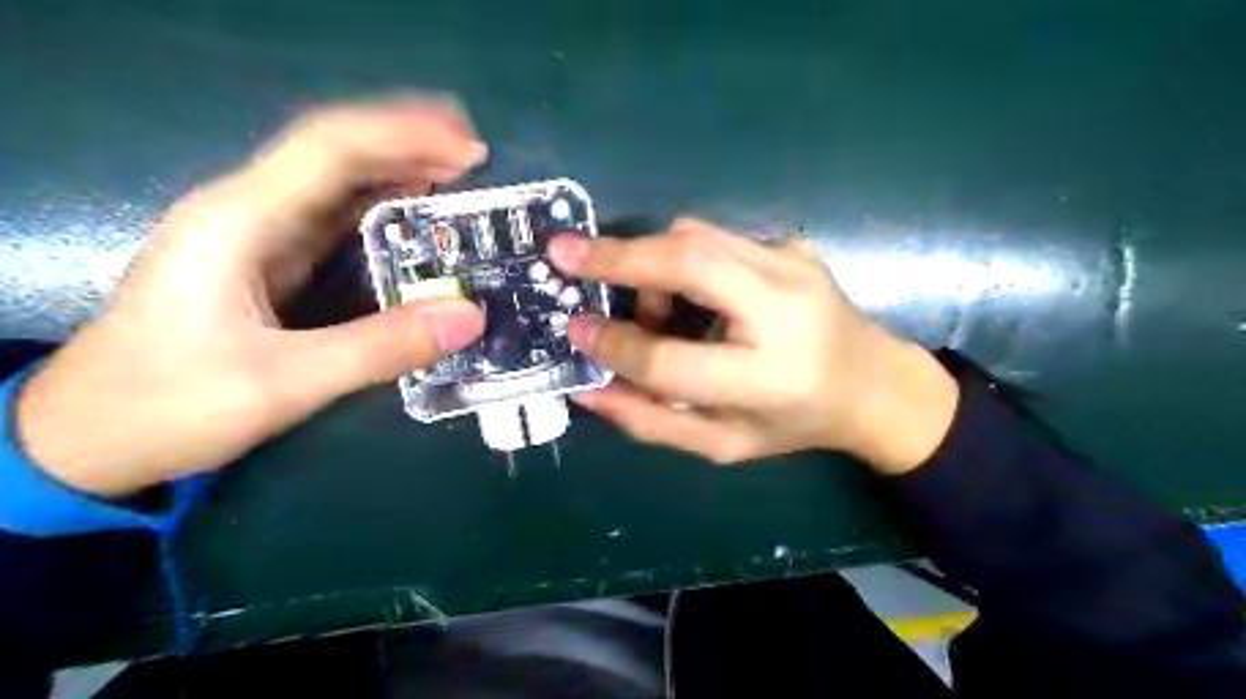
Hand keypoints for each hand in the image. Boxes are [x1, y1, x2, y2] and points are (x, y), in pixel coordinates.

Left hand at [19, 96, 486, 497]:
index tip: (469, 151)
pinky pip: (334, 216)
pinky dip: (381, 205)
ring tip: (458, 174)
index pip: (330, 148)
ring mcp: (256, 233)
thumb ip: (381, 348)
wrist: (88, 437)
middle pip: (335, 149)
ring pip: (335, 179)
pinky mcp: (268, 260)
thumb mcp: (284, 383)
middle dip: (408, 140)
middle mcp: (247, 210)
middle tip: (476, 157)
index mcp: (239, 220)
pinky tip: (413, 213)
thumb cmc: (169, 403)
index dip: (405, 137)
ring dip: (397, 167)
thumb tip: (469, 317)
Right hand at [549, 218, 957, 474]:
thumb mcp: (722, 442)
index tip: (574, 329)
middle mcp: (787, 311)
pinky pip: (716, 239)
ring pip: (697, 236)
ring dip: (650, 261)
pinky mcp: (793, 246)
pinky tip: (689, 295)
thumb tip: (586, 389)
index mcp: (770, 378)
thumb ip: (652, 420)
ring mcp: (795, 267)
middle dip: (618, 255)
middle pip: (690, 262)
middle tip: (562, 253)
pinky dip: (681, 258)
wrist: (873, 383)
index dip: (616, 344)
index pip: (672, 358)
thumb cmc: (794, 423)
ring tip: (651, 308)